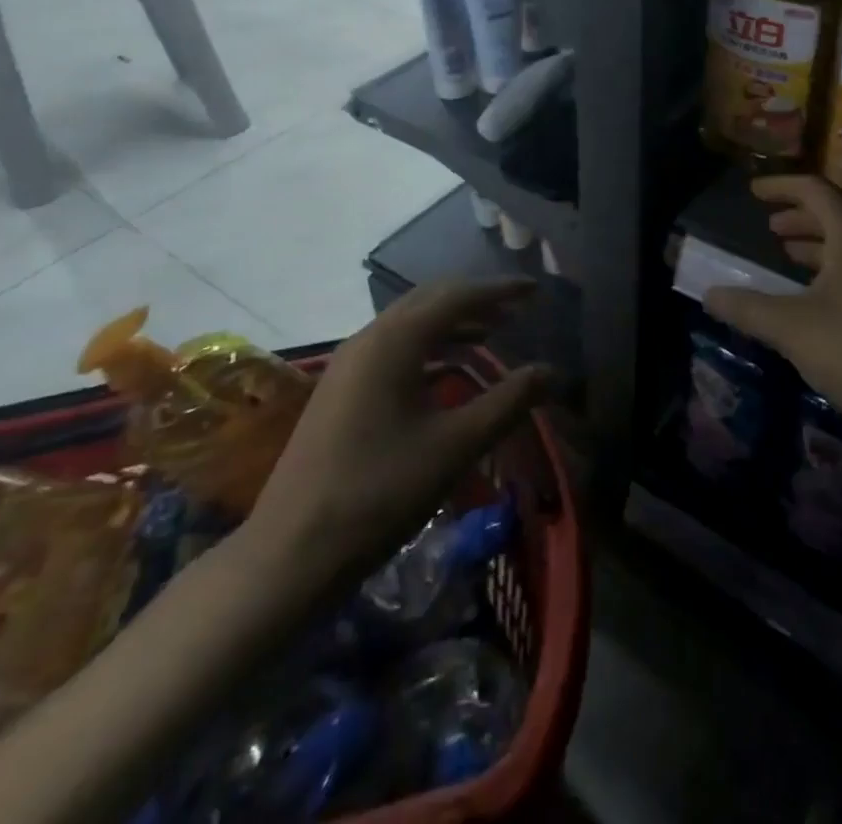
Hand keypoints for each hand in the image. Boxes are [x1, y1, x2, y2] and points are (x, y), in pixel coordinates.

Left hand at [240, 280, 553, 591]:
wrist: (291, 551)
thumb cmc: (380, 492)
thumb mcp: (454, 447)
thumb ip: (507, 403)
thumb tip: (550, 372)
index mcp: (395, 340)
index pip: (456, 296)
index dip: (498, 290)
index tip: (533, 290)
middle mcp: (369, 339)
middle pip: (429, 302)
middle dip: (475, 301)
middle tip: (515, 311)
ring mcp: (349, 364)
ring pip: (409, 326)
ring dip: (451, 325)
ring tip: (492, 336)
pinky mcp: (341, 390)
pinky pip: (393, 351)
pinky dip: (428, 350)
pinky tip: (449, 373)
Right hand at [704, 175, 841, 443]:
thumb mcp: (790, 327)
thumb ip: (746, 307)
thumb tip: (708, 294)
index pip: (815, 190)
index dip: (781, 186)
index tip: (753, 191)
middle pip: (835, 214)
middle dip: (799, 215)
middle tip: (769, 225)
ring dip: (815, 243)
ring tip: (785, 252)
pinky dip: (830, 268)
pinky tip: (811, 295)